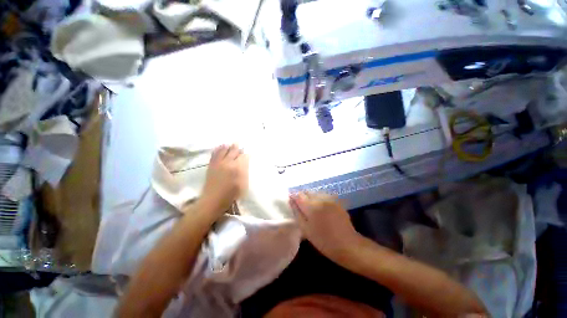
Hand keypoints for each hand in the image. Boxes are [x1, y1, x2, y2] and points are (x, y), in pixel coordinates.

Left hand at [199, 144, 248, 215]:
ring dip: (228, 146)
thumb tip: (245, 162)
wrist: (213, 200)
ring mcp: (218, 163)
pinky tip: (220, 146)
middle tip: (239, 144)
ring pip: (224, 150)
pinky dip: (218, 149)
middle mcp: (228, 162)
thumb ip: (244, 171)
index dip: (246, 154)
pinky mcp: (211, 165)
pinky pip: (215, 153)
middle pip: (234, 151)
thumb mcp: (243, 184)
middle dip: (237, 147)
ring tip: (230, 144)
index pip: (243, 156)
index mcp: (237, 167)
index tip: (248, 153)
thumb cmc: (231, 194)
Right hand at [289, 192, 361, 262]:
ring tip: (311, 207)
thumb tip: (291, 200)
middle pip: (307, 192)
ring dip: (311, 197)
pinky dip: (319, 198)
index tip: (291, 200)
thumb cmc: (323, 240)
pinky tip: (320, 206)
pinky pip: (323, 195)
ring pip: (315, 192)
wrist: (348, 244)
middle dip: (302, 196)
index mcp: (312, 206)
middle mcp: (320, 198)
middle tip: (301, 206)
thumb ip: (297, 213)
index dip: (293, 196)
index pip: (298, 195)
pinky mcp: (336, 200)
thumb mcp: (306, 229)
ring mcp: (330, 198)